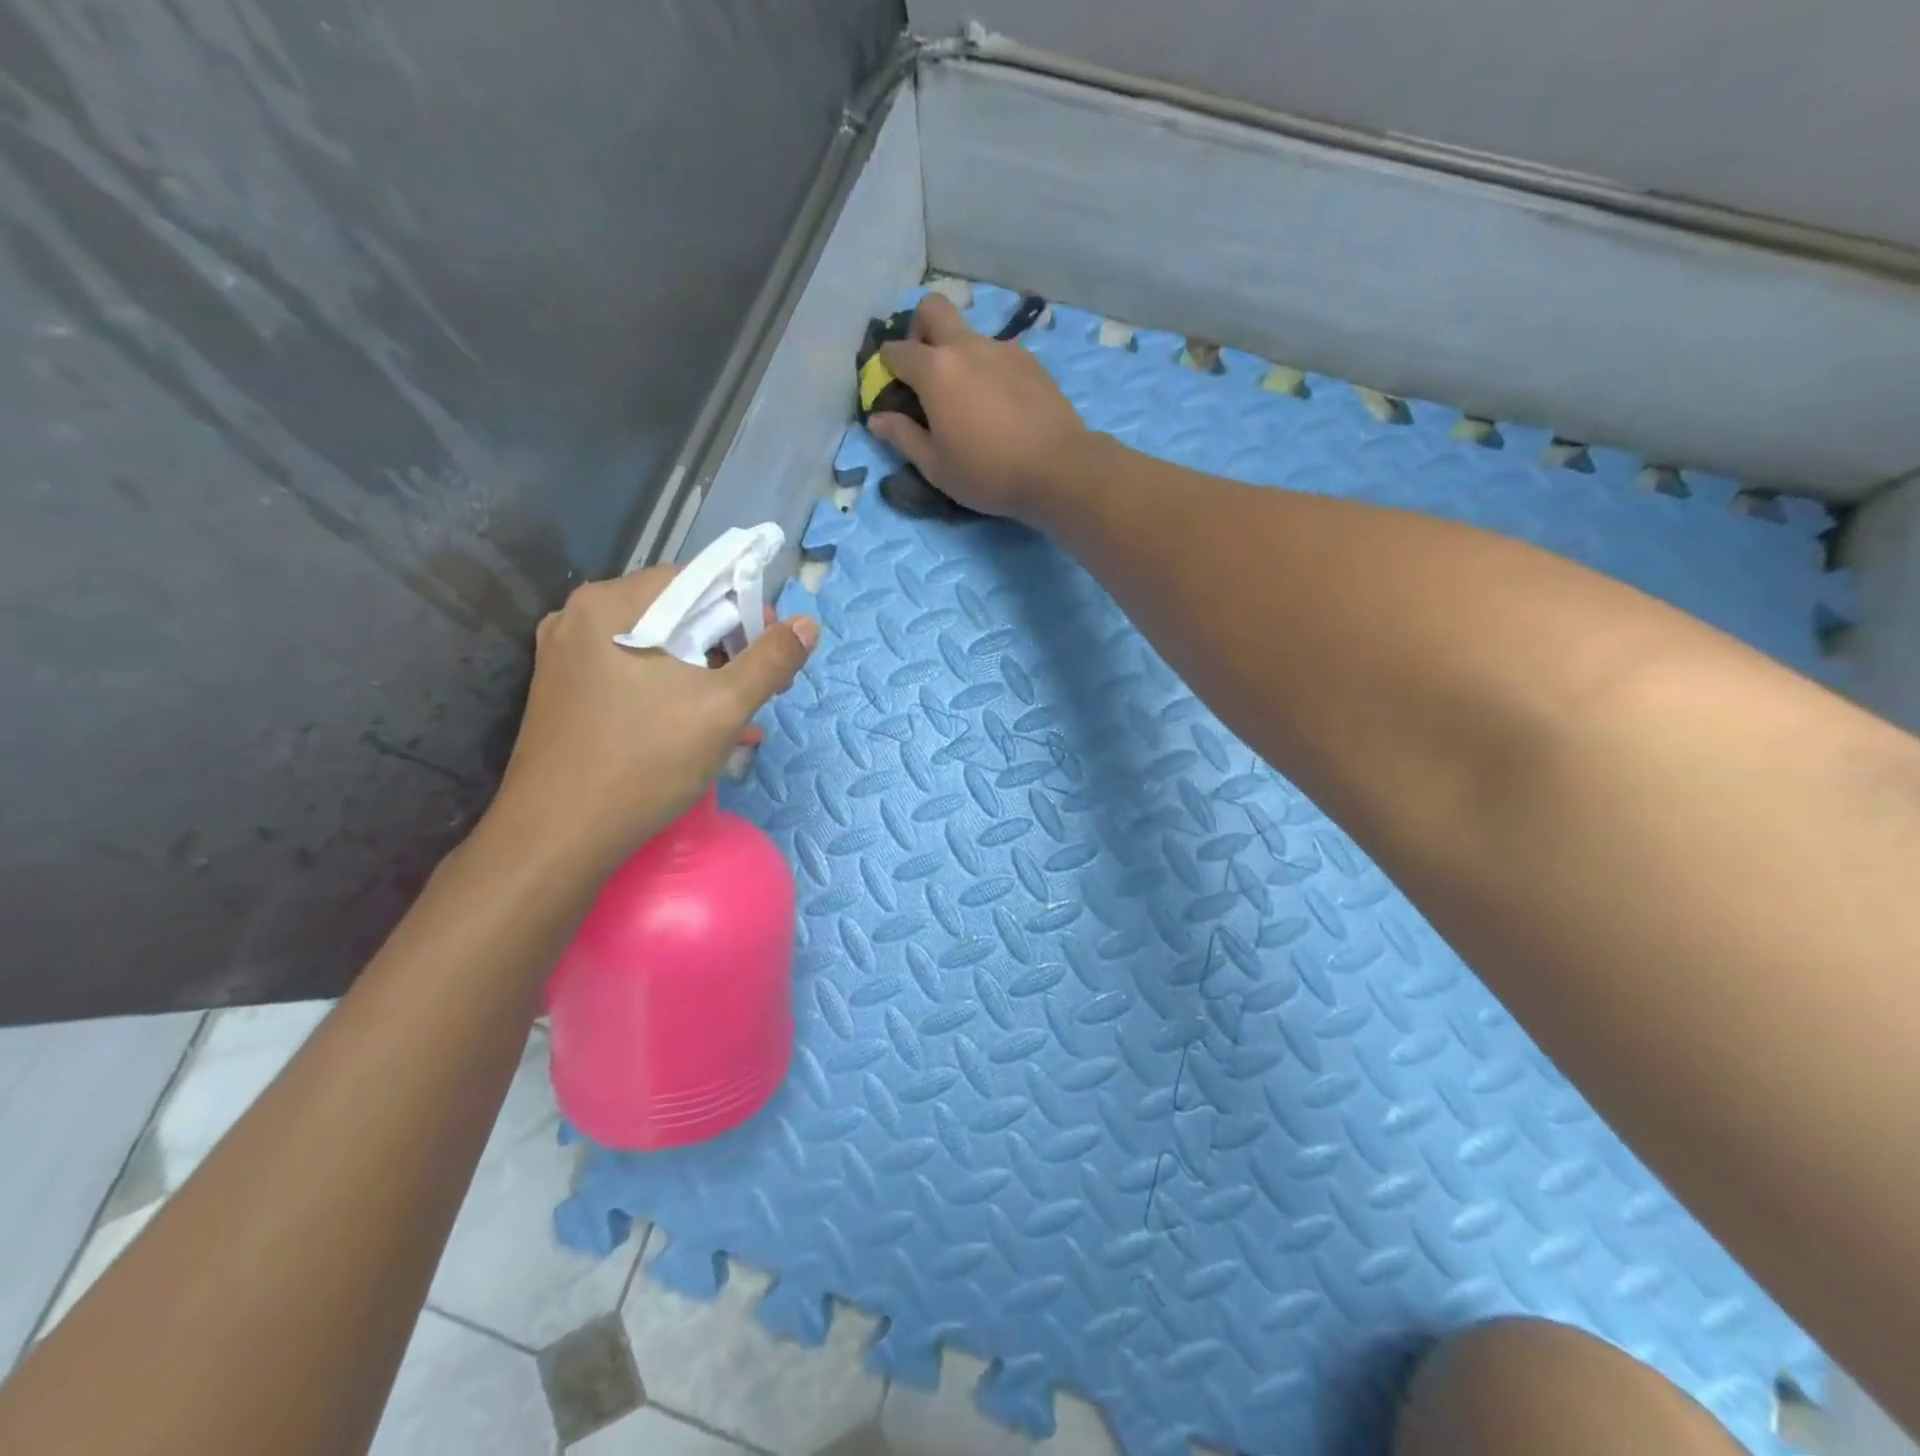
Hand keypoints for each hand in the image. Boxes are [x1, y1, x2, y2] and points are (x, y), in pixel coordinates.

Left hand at [484, 567, 816, 872]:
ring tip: (744, 715)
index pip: (696, 580)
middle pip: (676, 615)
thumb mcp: (722, 708)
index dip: (745, 609)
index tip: (775, 649)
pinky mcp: (568, 696)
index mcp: (611, 605)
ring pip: (659, 651)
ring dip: (707, 677)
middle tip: (764, 687)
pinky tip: (706, 730)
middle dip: (729, 648)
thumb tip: (808, 624)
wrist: (557, 839)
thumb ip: (771, 660)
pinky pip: (635, 678)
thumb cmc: (644, 762)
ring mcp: (569, 660)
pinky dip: (674, 694)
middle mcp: (581, 619)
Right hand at [868, 294, 1087, 521]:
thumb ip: (903, 437)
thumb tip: (877, 419)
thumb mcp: (936, 466)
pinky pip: (998, 353)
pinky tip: (998, 404)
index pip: (895, 351)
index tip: (892, 392)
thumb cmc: (988, 473)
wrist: (1058, 469)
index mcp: (935, 370)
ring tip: (966, 398)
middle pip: (933, 309)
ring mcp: (1002, 348)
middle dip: (919, 330)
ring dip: (957, 353)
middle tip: (924, 371)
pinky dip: (987, 368)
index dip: (886, 370)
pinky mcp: (1030, 361)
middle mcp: (966, 346)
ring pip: (968, 333)